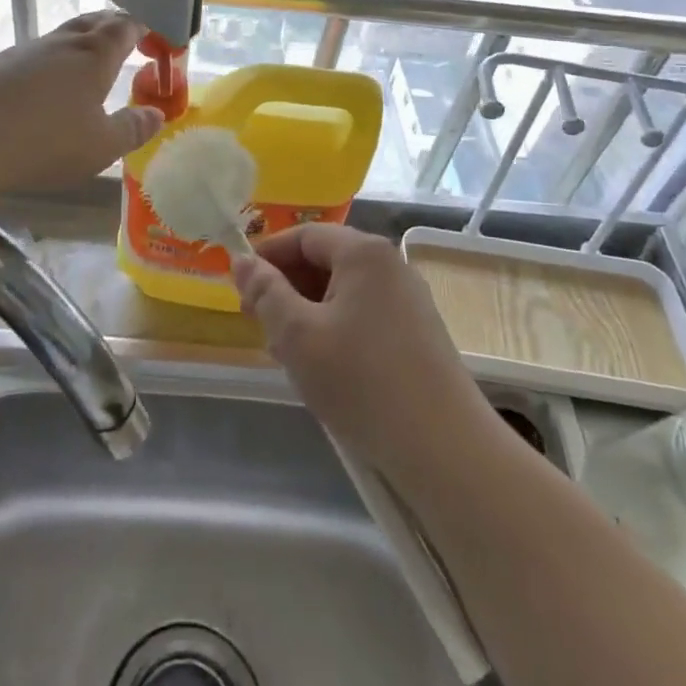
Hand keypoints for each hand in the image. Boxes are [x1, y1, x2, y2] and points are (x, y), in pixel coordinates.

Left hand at [0, 10, 163, 194]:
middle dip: (116, 28)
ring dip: (84, 46)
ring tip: (93, 69)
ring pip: (64, 38)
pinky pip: (39, 57)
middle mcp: (62, 44)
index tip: (160, 40)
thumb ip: (131, 128)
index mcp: (94, 54)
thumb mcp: (99, 146)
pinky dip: (55, 66)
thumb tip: (156, 114)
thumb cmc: (41, 139)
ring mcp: (26, 52)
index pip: (127, 25)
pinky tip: (50, 91)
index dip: (146, 28)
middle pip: (94, 22)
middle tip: (131, 44)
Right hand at [233, 225, 494, 480]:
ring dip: (308, 313)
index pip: (304, 236)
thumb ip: (265, 293)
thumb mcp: (298, 336)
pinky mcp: (419, 333)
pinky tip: (324, 368)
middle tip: (258, 325)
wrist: (445, 450)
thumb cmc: (362, 382)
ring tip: (286, 353)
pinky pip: (364, 315)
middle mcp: (390, 265)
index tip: (240, 288)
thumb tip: (241, 261)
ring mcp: (409, 299)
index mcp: (363, 252)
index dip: (267, 257)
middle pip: (325, 261)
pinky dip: (336, 330)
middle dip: (287, 289)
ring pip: (343, 292)